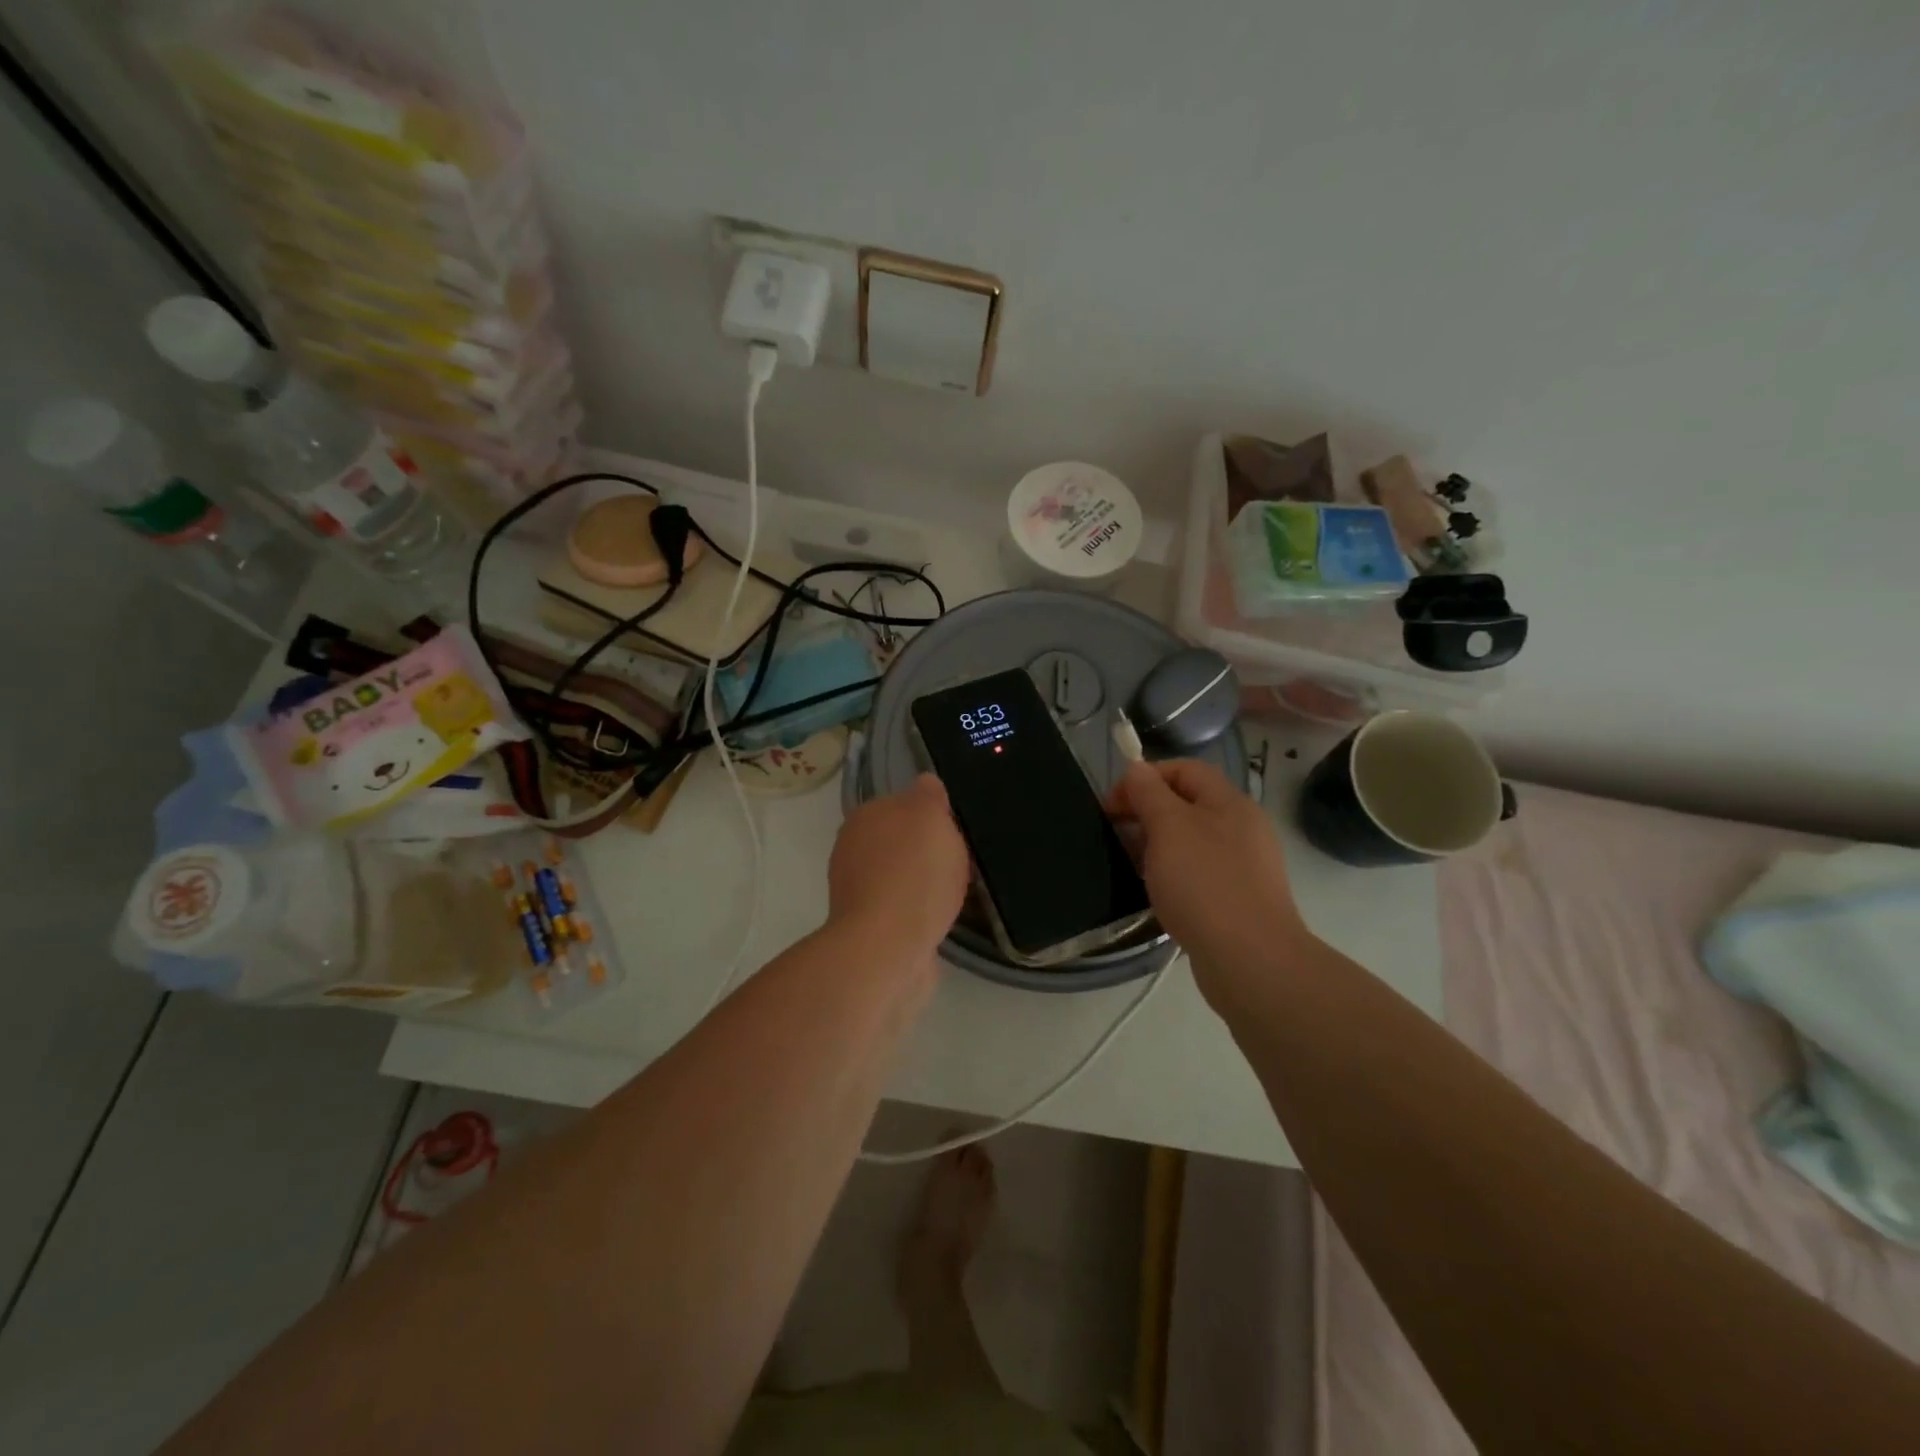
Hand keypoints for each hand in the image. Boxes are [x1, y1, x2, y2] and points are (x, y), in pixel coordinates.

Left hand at [828, 774, 969, 959]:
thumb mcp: (930, 815)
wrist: (888, 947)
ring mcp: (857, 891)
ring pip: (901, 876)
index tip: (956, 831)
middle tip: (961, 862)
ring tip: (956, 893)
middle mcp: (852, 850)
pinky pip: (903, 909)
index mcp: (864, 817)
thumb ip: (928, 795)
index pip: (901, 804)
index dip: (932, 816)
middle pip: (900, 842)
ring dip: (924, 884)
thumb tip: (925, 784)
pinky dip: (920, 912)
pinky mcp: (869, 927)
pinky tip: (940, 918)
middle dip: (927, 851)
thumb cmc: (913, 873)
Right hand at [1110, 759, 1311, 1006]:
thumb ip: (1149, 793)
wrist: (1251, 960)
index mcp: (1229, 802)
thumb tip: (1137, 768)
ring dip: (1157, 846)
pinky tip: (1158, 894)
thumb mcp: (1168, 827)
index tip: (1113, 805)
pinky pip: (1198, 873)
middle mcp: (1242, 828)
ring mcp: (1243, 866)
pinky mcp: (1238, 899)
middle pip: (1187, 804)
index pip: (1184, 768)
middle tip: (1116, 835)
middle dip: (1147, 812)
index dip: (1145, 777)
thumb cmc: (1204, 884)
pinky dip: (1173, 875)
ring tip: (1132, 866)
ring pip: (1190, 841)